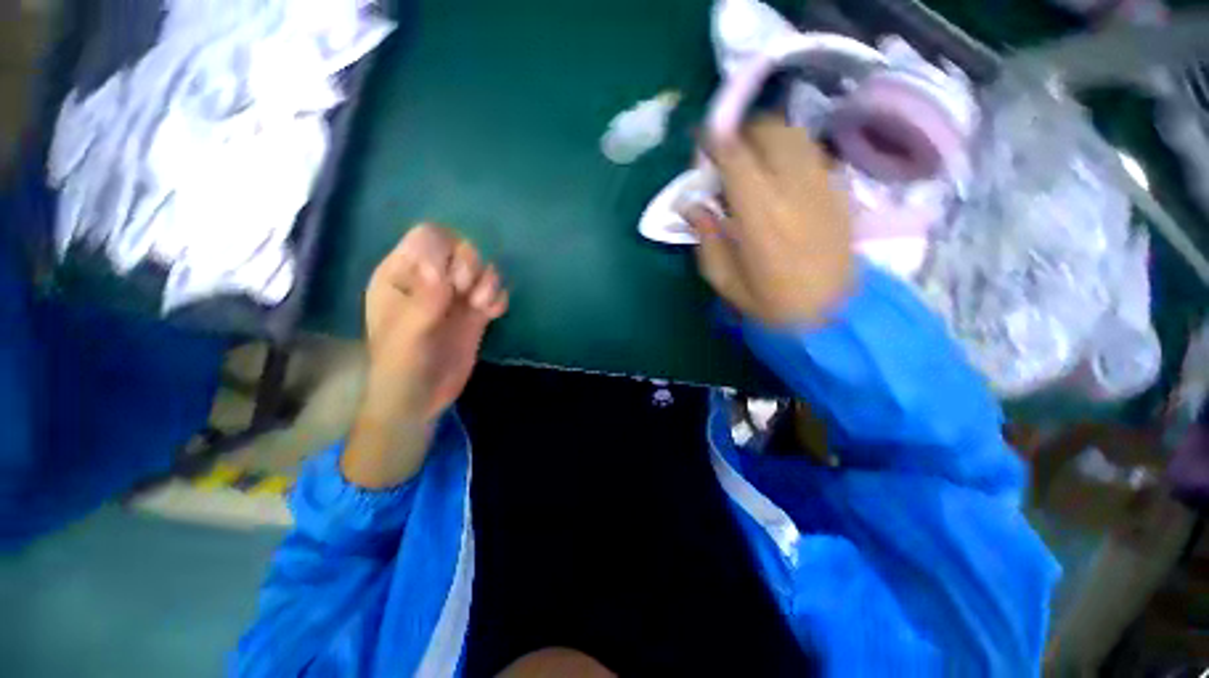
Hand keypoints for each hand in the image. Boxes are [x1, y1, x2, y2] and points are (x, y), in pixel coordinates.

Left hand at [342, 224, 507, 487]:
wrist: (422, 398)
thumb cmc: (401, 367)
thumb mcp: (406, 336)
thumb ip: (423, 301)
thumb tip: (441, 269)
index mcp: (401, 274)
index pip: (428, 237)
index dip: (446, 252)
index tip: (449, 283)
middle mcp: (431, 277)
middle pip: (462, 247)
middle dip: (471, 266)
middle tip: (467, 295)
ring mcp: (455, 295)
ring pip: (483, 267)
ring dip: (490, 283)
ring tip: (483, 307)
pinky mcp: (476, 311)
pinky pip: (495, 291)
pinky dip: (499, 298)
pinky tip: (493, 315)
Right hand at [682, 116, 853, 325]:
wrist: (830, 314)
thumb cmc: (769, 302)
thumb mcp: (724, 280)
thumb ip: (707, 237)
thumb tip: (691, 205)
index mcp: (759, 214)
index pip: (735, 156)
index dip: (714, 142)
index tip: (701, 144)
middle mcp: (793, 188)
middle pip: (769, 131)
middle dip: (742, 134)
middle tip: (727, 154)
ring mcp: (822, 185)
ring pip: (795, 135)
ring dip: (768, 138)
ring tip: (754, 160)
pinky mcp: (839, 191)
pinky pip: (812, 153)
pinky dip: (791, 152)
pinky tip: (781, 175)